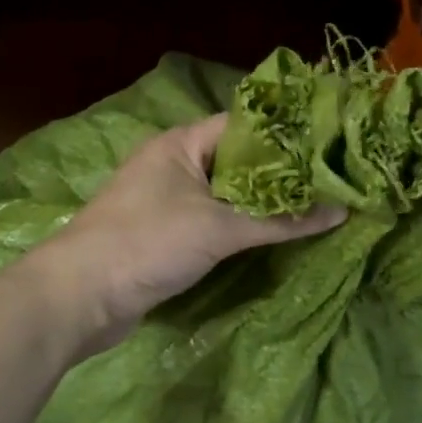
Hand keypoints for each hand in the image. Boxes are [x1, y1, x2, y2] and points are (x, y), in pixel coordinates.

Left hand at [28, 113, 345, 348]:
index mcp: (181, 144)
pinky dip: (241, 224)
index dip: (285, 133)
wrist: (80, 297)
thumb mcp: (219, 229)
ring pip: (226, 192)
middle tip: (329, 178)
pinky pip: (213, 218)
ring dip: (262, 201)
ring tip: (314, 203)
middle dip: (280, 172)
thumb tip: (341, 211)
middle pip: (237, 160)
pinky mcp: (165, 232)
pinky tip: (275, 232)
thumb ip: (280, 220)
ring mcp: (167, 199)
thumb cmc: (148, 244)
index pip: (244, 125)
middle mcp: (174, 163)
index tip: (327, 143)